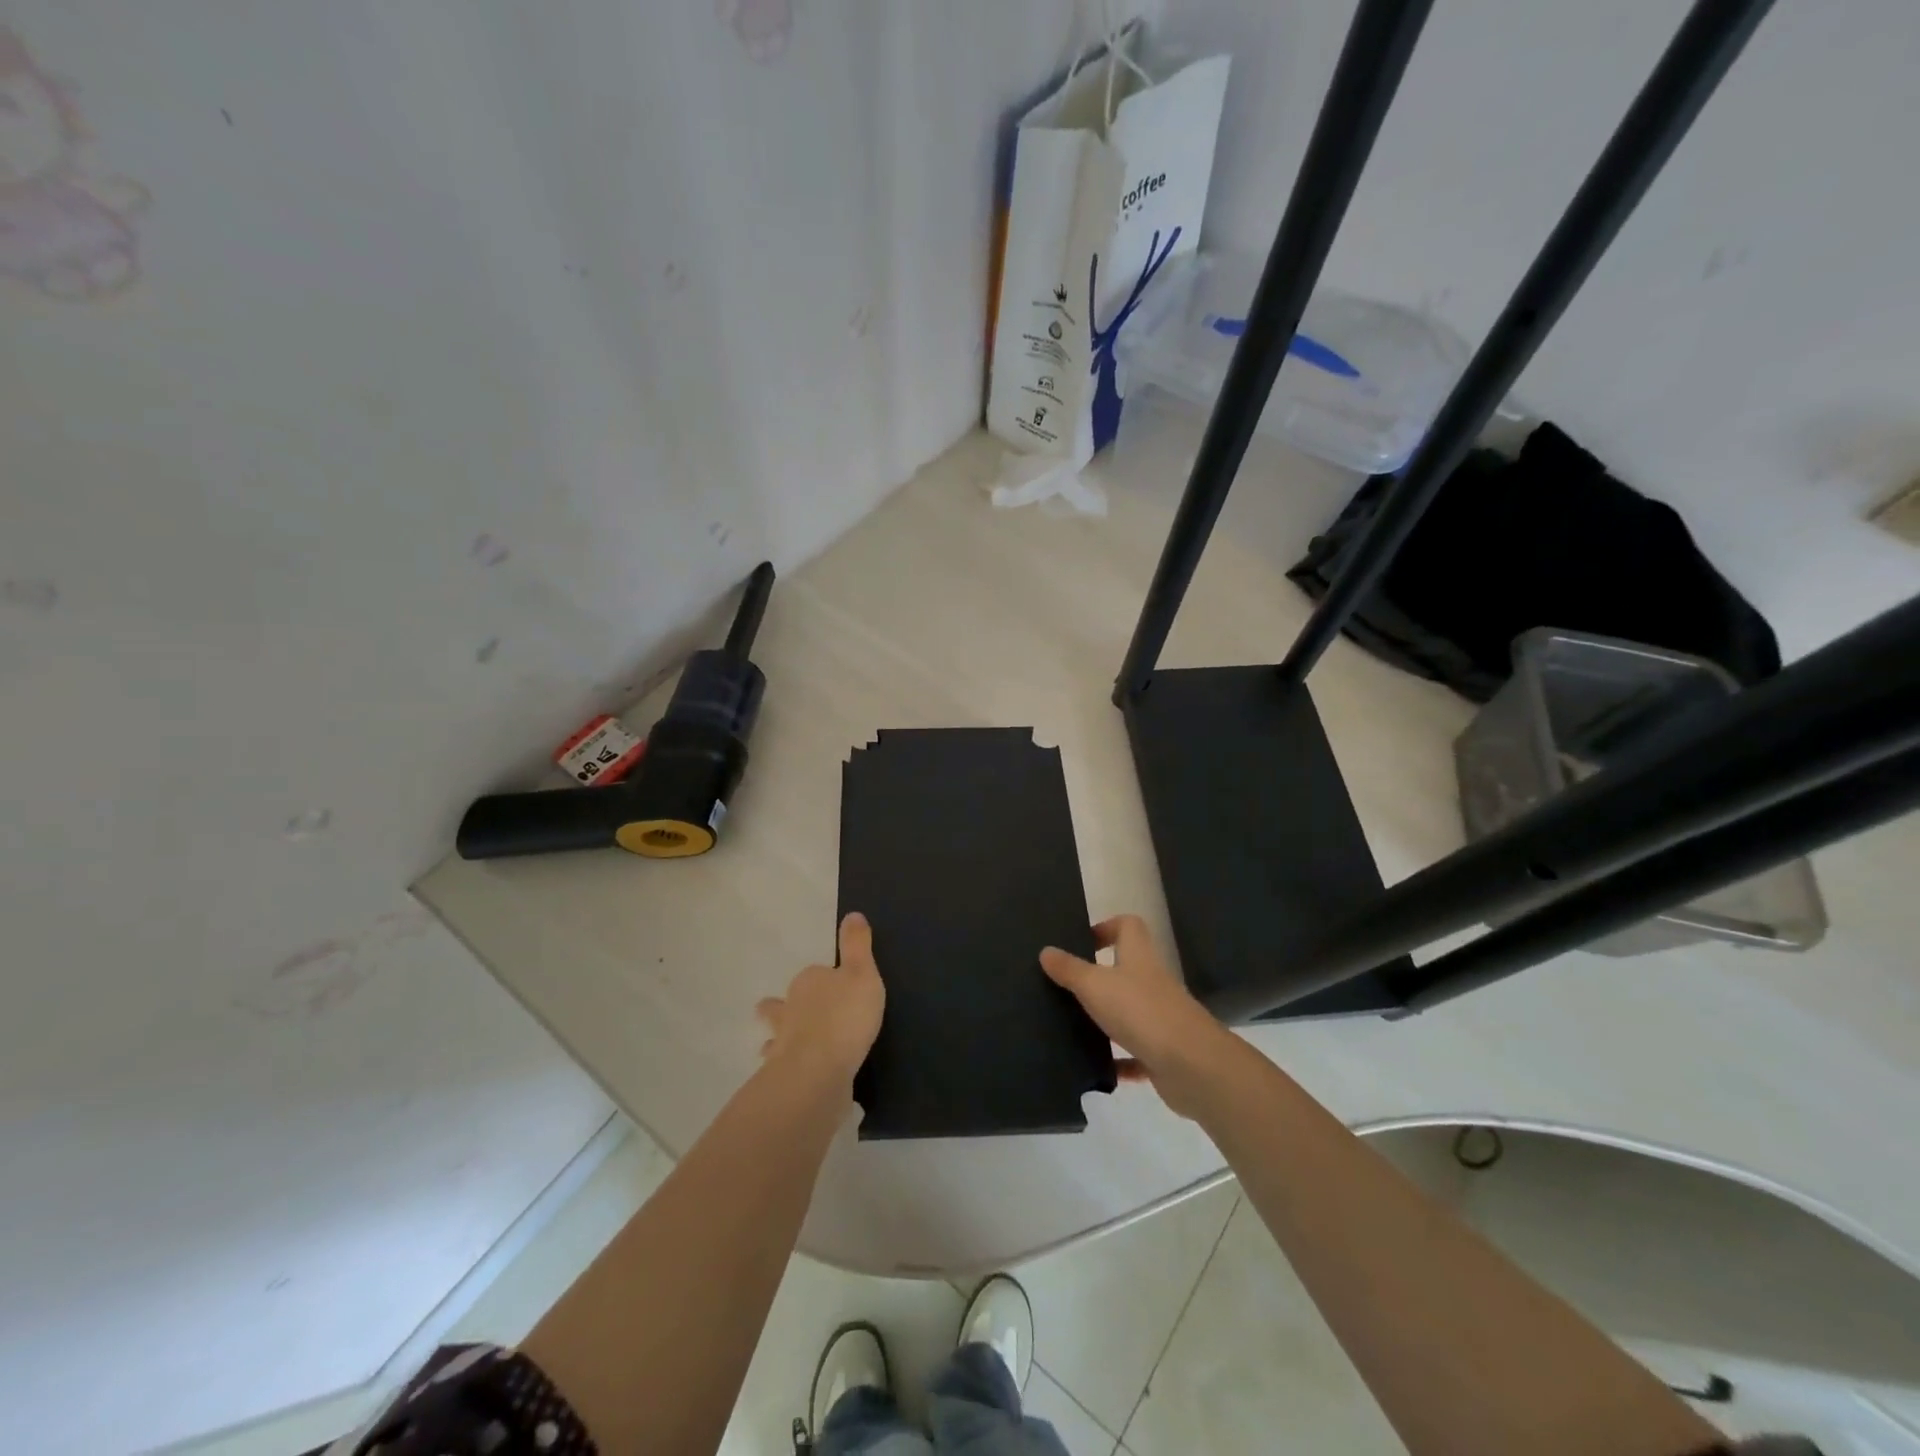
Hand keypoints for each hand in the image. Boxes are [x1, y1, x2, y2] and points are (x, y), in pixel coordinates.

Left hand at [756, 912, 885, 1088]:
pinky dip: (785, 1066)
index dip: (824, 980)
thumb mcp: (862, 974)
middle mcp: (790, 1007)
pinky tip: (791, 1073)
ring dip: (776, 1036)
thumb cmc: (845, 1016)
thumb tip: (852, 914)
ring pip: (777, 1033)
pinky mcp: (784, 1072)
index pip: (816, 974)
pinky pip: (783, 1065)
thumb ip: (857, 945)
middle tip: (788, 1010)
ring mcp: (783, 1041)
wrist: (817, 1071)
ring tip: (772, 1044)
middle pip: (785, 1002)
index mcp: (809, 981)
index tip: (834, 988)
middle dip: (785, 1005)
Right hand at [1041, 915, 1231, 1117]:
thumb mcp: (1095, 985)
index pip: (1128, 926)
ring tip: (1071, 1025)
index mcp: (1138, 957)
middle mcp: (1151, 982)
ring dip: (1106, 1019)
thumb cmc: (1140, 1012)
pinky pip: (1135, 1053)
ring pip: (1128, 1011)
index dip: (1106, 927)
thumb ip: (1070, 969)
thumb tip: (1046, 950)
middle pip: (1126, 969)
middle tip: (1065, 986)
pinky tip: (1096, 1066)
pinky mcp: (1163, 1052)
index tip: (1080, 942)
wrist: (1192, 1066)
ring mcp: (1160, 1018)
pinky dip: (1119, 1060)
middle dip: (1098, 976)